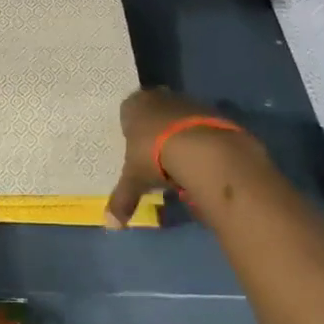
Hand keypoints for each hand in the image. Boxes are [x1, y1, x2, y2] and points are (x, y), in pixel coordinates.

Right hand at [105, 88, 263, 227]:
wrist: (202, 149)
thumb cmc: (155, 157)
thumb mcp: (134, 181)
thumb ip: (122, 200)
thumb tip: (111, 226)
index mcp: (134, 105)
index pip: (127, 111)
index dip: (131, 128)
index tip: (135, 147)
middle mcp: (159, 97)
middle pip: (154, 110)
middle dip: (155, 128)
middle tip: (156, 153)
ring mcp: (187, 101)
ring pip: (178, 115)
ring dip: (179, 132)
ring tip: (181, 159)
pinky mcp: (212, 111)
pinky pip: (200, 124)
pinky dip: (199, 138)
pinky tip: (201, 157)